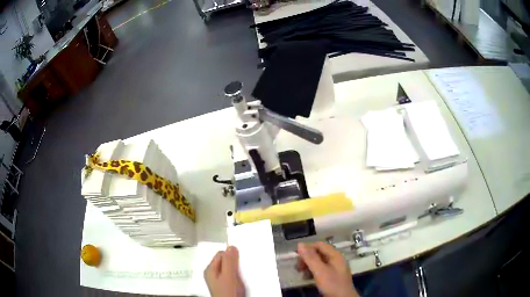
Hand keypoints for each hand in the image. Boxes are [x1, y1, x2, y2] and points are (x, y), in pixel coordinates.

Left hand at [204, 246, 245, 296]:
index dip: (231, 256)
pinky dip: (237, 277)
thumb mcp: (229, 276)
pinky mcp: (225, 286)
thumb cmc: (227, 293)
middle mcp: (212, 274)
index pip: (221, 254)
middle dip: (234, 264)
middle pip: (225, 261)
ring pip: (229, 269)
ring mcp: (218, 280)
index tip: (239, 260)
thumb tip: (231, 247)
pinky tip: (239, 282)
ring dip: (236, 271)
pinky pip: (231, 276)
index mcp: (210, 269)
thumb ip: (229, 262)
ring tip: (240, 278)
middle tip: (240, 271)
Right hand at [297, 242, 359, 296]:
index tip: (296, 256)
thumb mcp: (320, 271)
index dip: (307, 248)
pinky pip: (320, 269)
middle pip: (318, 252)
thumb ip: (310, 258)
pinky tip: (307, 277)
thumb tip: (300, 244)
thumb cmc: (332, 283)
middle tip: (298, 267)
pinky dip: (313, 271)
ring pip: (318, 261)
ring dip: (308, 265)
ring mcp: (334, 267)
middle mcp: (335, 258)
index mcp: (335, 254)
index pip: (319, 245)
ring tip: (301, 273)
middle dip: (307, 258)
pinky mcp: (332, 275)